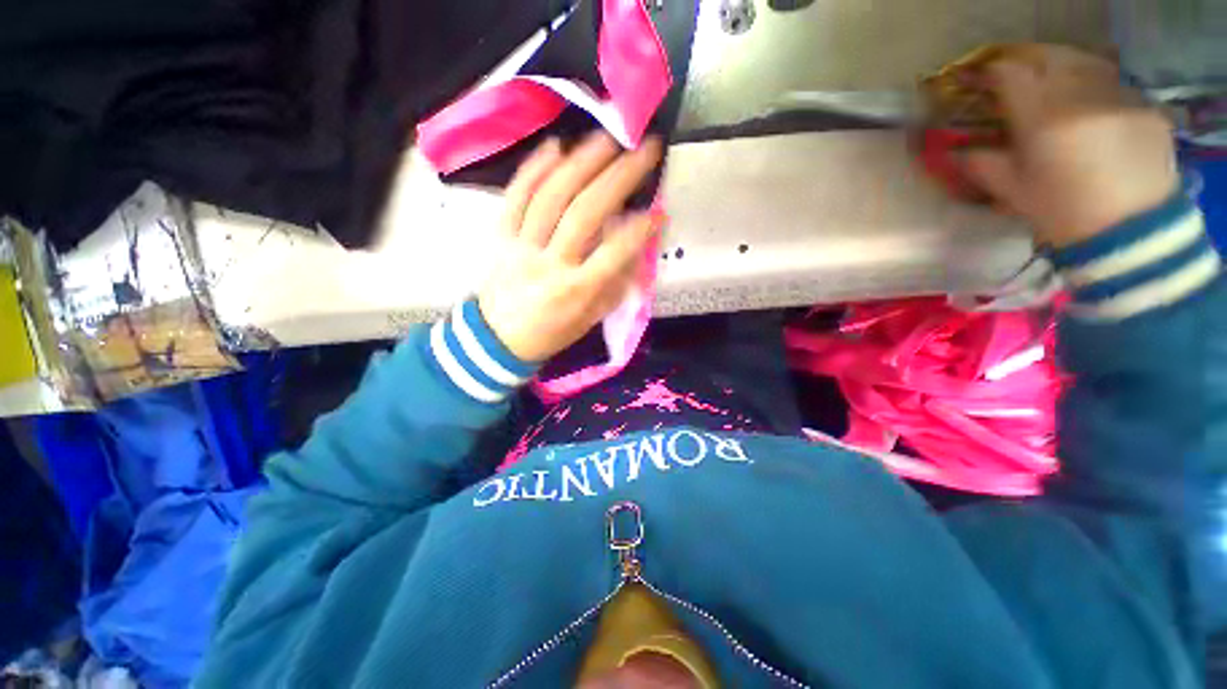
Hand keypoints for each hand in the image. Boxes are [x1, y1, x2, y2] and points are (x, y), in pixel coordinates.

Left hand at [478, 133, 662, 362]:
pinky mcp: (500, 236)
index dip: (639, 229)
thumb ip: (616, 282)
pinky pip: (516, 196)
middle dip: (618, 177)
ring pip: (551, 196)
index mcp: (576, 291)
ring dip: (582, 162)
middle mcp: (550, 264)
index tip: (659, 209)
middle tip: (643, 149)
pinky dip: (535, 168)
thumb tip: (635, 244)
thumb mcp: (592, 318)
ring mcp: (521, 246)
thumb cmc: (553, 332)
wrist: (498, 340)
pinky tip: (556, 146)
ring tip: (608, 139)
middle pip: (585, 213)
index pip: (614, 253)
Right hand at [962, 45, 1179, 247]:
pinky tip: (1090, 107)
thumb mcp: (1011, 191)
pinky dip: (1094, 86)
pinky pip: (1112, 82)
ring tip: (1053, 87)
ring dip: (1061, 68)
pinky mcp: (1145, 105)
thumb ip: (981, 162)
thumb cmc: (1062, 213)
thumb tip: (955, 149)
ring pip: (1083, 62)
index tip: (977, 79)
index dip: (989, 71)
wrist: (1131, 232)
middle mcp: (1082, 95)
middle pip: (1048, 57)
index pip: (1010, 73)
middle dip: (1026, 63)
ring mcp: (1119, 96)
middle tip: (1014, 78)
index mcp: (1042, 118)